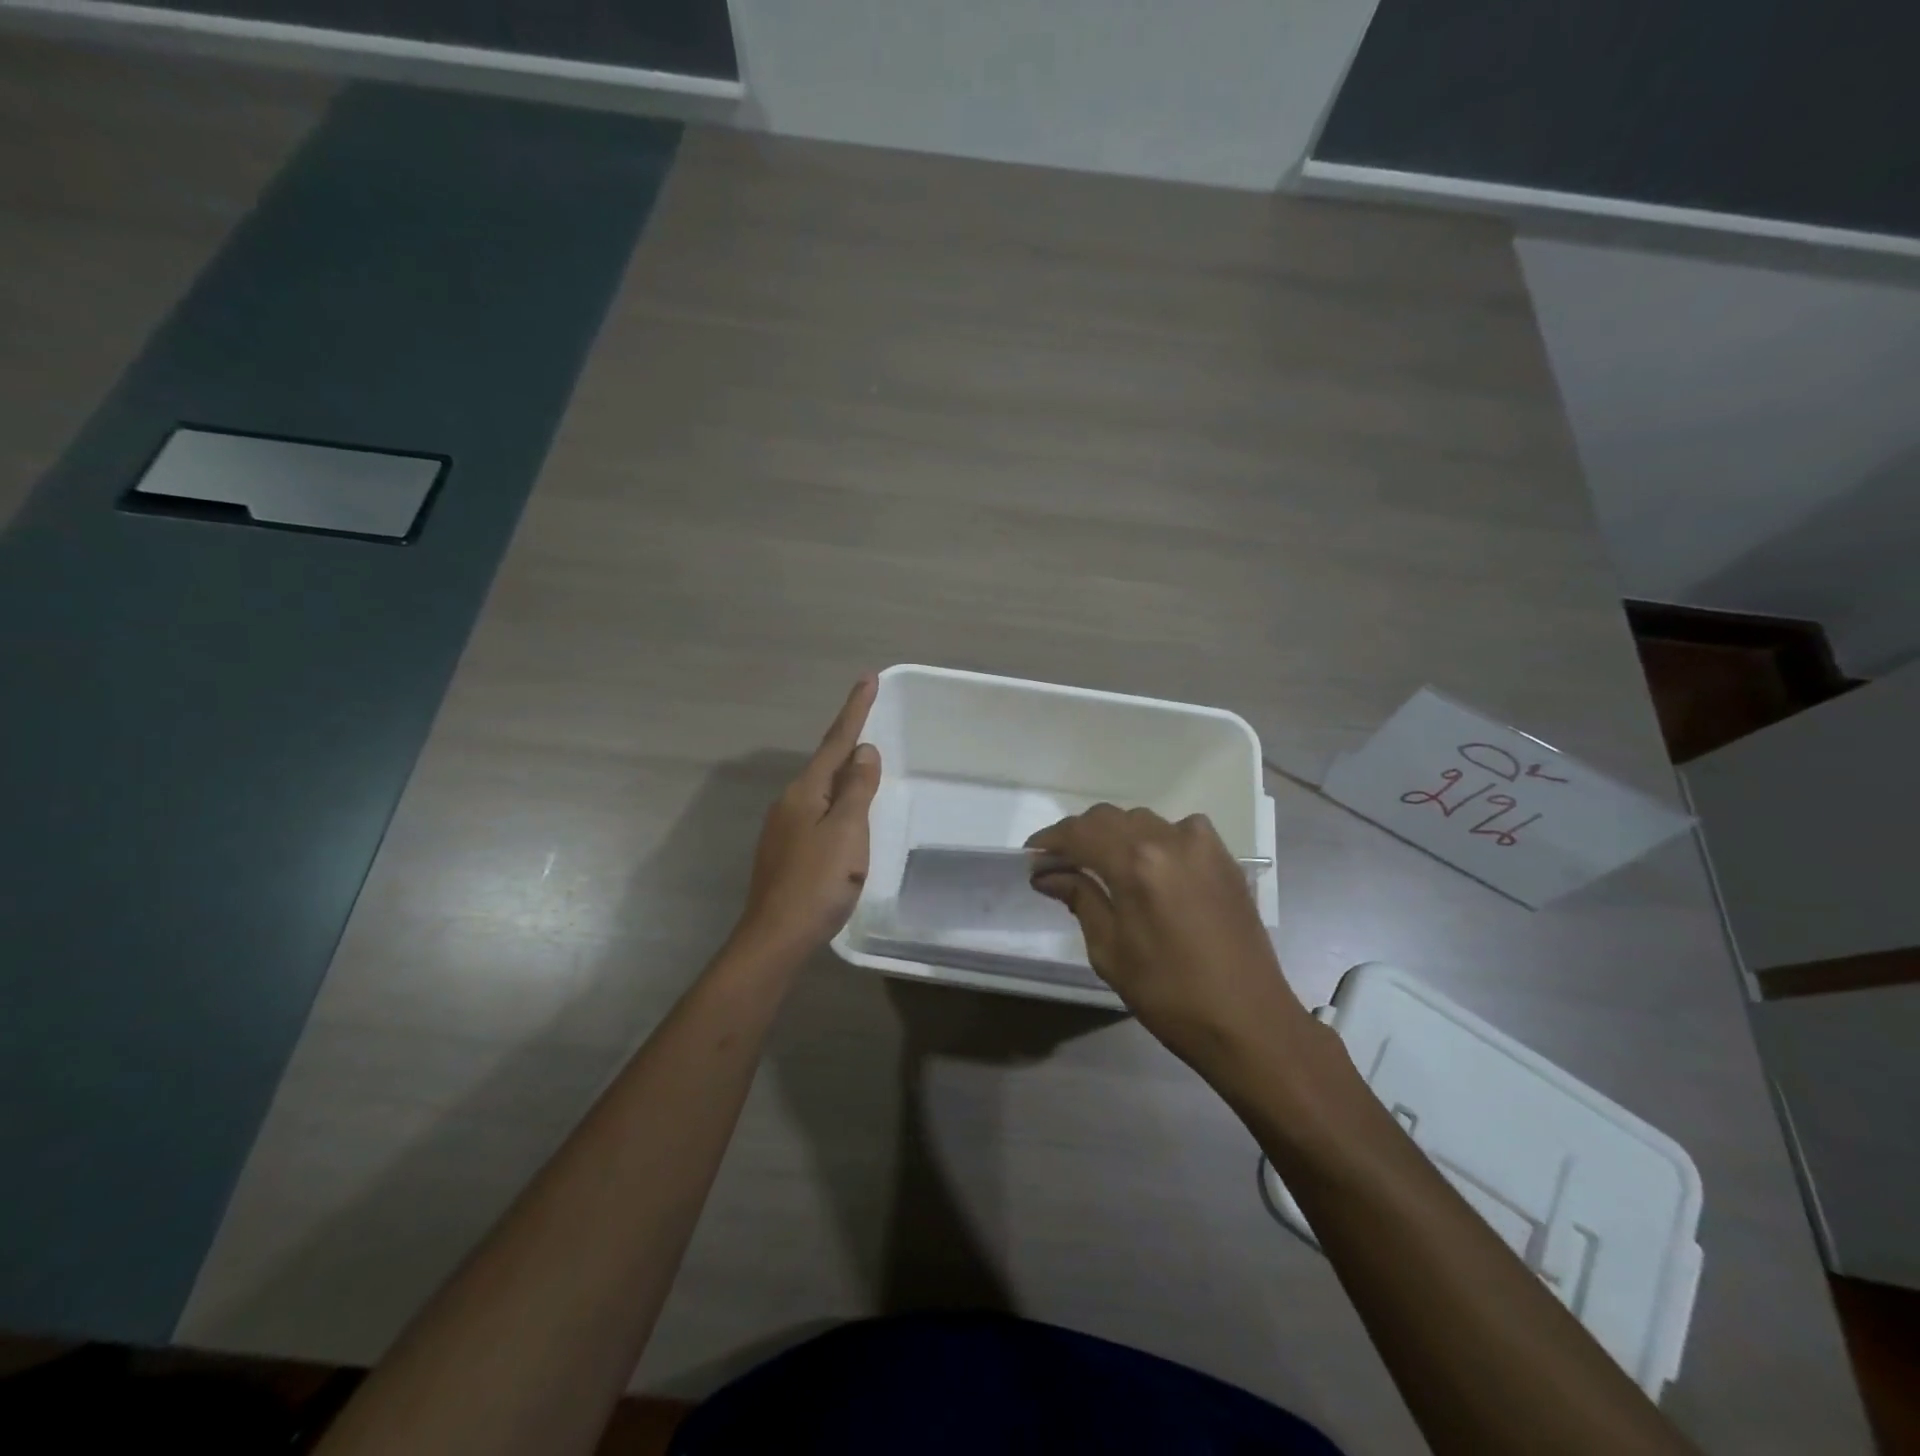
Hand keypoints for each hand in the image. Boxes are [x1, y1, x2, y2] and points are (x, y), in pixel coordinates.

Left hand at [736, 677, 881, 958]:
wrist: (776, 938)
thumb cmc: (818, 882)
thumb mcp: (847, 831)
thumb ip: (857, 789)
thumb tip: (864, 751)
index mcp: (805, 791)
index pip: (836, 741)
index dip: (854, 710)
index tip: (868, 678)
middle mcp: (790, 802)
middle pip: (825, 764)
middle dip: (848, 744)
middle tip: (871, 722)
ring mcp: (783, 828)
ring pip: (821, 792)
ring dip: (843, 777)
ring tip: (865, 772)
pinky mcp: (785, 853)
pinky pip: (817, 815)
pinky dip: (837, 806)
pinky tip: (845, 821)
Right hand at [1028, 806, 1315, 1080]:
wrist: (1249, 1021)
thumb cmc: (1169, 994)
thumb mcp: (1110, 951)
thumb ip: (1079, 899)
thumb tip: (1048, 874)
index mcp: (1136, 863)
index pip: (1080, 833)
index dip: (1049, 840)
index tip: (1031, 856)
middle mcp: (1170, 839)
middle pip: (1109, 818)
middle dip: (1079, 836)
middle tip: (1060, 865)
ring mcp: (1203, 844)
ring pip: (1143, 821)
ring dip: (1115, 836)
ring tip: (1101, 866)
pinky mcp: (1225, 858)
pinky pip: (1178, 832)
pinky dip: (1154, 841)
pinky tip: (1149, 868)